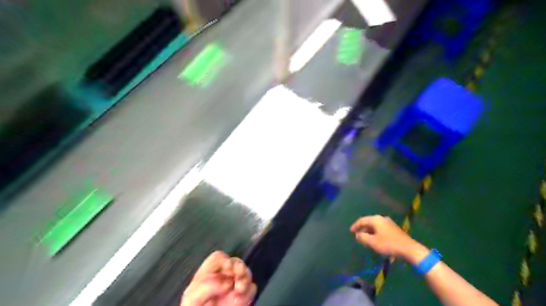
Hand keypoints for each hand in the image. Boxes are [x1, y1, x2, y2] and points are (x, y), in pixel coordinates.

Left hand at [180, 251, 256, 305]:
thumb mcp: (192, 299)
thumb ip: (205, 287)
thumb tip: (227, 282)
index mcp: (207, 276)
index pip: (218, 258)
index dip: (224, 260)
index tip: (227, 268)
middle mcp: (221, 279)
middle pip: (235, 262)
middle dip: (239, 267)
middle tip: (238, 277)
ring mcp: (233, 288)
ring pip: (246, 273)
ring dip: (245, 279)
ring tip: (240, 289)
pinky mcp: (242, 298)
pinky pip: (252, 288)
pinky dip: (248, 293)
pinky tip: (239, 301)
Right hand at [349, 214, 426, 261]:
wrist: (409, 249)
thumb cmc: (389, 244)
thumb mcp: (373, 242)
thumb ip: (362, 237)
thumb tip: (357, 235)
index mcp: (376, 219)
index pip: (362, 220)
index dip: (355, 226)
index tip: (350, 231)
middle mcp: (382, 218)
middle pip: (369, 222)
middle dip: (362, 229)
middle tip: (357, 235)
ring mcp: (389, 223)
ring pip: (375, 226)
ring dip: (369, 231)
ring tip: (365, 239)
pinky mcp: (394, 229)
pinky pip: (380, 229)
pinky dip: (375, 233)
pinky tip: (375, 240)